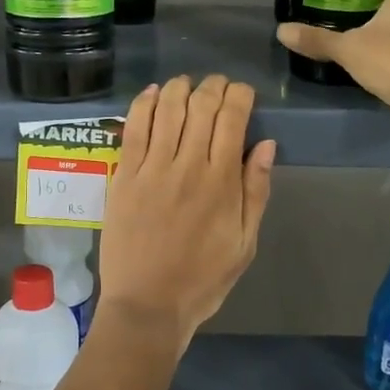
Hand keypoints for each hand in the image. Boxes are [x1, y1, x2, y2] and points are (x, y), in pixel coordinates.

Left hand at [99, 75, 275, 337]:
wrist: (147, 306)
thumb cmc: (203, 279)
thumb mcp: (245, 243)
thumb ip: (256, 191)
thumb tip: (266, 144)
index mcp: (221, 182)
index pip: (232, 119)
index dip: (240, 95)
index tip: (243, 93)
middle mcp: (186, 166)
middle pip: (201, 106)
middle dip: (213, 86)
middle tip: (217, 85)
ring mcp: (150, 169)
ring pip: (166, 109)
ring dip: (179, 87)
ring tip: (186, 84)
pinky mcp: (122, 177)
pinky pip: (133, 129)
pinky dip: (143, 103)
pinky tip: (152, 93)